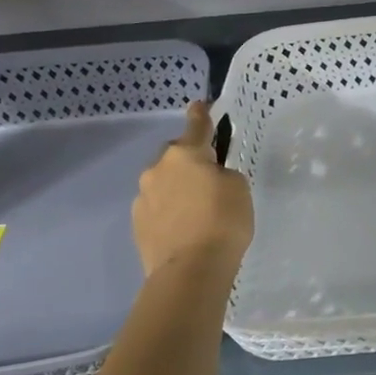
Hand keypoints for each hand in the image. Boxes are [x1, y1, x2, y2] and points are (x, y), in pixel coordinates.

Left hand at [131, 102, 253, 276]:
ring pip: (163, 182)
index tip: (200, 104)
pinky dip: (169, 210)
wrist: (190, 270)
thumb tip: (209, 178)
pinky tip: (184, 226)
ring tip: (197, 208)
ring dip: (178, 187)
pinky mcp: (137, 224)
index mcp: (186, 154)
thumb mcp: (239, 188)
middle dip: (189, 160)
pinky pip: (157, 206)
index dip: (201, 114)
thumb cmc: (223, 221)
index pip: (196, 126)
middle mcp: (158, 169)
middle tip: (208, 177)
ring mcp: (143, 197)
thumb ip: (223, 174)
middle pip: (175, 155)